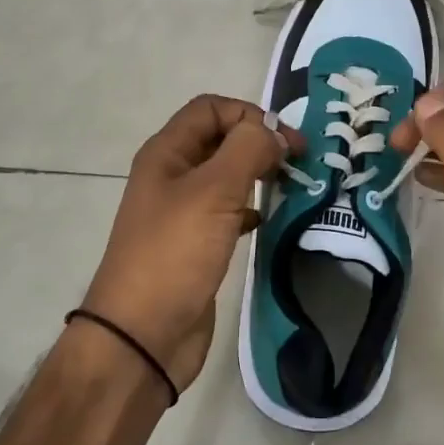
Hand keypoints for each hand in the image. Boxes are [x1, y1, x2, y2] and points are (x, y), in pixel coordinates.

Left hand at [81, 95, 301, 391]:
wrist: (142, 336)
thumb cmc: (174, 253)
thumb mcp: (213, 191)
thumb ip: (248, 149)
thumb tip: (274, 133)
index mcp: (167, 153)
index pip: (211, 108)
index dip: (250, 114)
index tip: (288, 141)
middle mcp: (173, 175)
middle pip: (221, 139)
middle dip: (260, 143)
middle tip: (300, 163)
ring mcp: (183, 212)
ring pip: (227, 176)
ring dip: (259, 174)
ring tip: (293, 186)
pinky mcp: (196, 244)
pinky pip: (228, 212)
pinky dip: (251, 208)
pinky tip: (267, 220)